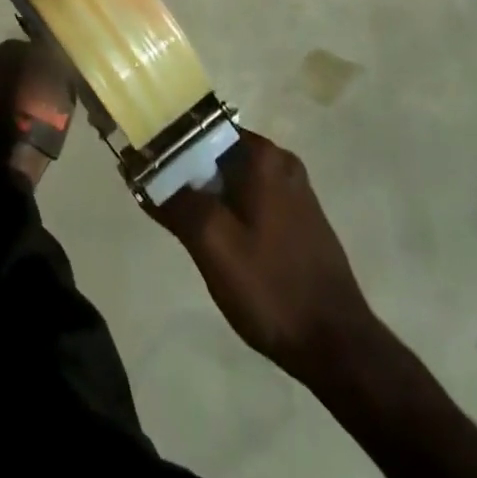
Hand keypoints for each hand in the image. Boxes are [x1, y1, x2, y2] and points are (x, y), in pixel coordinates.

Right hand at [151, 129, 377, 384]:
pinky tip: (215, 239)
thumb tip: (138, 169)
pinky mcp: (300, 218)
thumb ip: (174, 201)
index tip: (144, 164)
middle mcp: (281, 162)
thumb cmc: (272, 287)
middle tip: (158, 197)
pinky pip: (251, 197)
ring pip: (233, 177)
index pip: (202, 129)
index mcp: (263, 156)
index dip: (169, 144)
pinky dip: (228, 208)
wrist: (339, 348)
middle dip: (186, 172)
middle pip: (216, 152)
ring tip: (179, 219)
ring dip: (206, 193)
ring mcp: (294, 191)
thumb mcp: (212, 244)